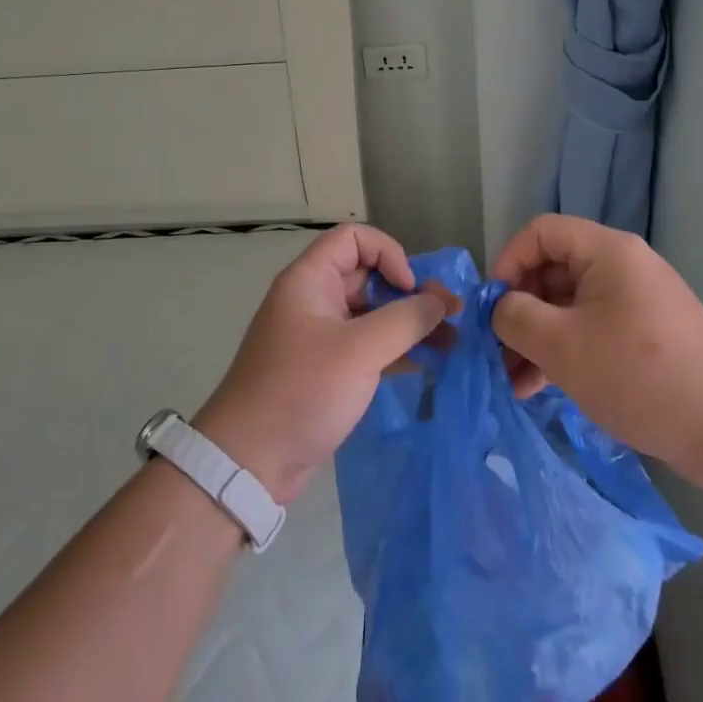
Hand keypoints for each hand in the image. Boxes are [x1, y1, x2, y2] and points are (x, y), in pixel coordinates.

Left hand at [196, 225, 456, 504]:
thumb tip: (440, 303)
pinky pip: (370, 345)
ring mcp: (322, 336)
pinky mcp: (329, 369)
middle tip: (453, 315)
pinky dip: (399, 349)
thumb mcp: (359, 351)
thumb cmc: (301, 391)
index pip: (354, 239)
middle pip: (369, 276)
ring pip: (374, 314)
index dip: (388, 254)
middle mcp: (315, 300)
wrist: (249, 462)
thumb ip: (405, 320)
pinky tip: (431, 362)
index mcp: (310, 280)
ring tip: (453, 341)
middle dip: (412, 292)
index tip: (408, 289)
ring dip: (411, 323)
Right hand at [491, 215, 702, 490]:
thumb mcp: (562, 345)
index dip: (508, 261)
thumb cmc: (639, 375)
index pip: (541, 232)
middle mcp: (622, 268)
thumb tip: (500, 308)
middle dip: (519, 309)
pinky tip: (537, 389)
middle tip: (495, 351)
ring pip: (567, 306)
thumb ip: (516, 317)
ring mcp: (634, 303)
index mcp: (607, 252)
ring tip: (511, 381)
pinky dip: (561, 353)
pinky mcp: (642, 337)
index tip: (493, 306)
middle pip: (552, 270)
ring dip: (535, 338)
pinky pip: (589, 331)